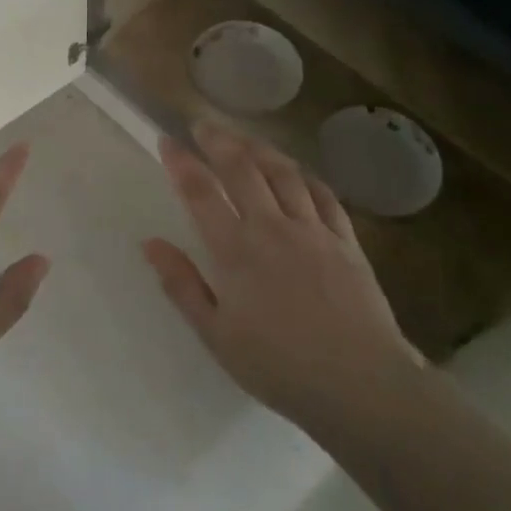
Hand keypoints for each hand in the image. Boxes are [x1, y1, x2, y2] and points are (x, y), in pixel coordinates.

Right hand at [144, 122, 420, 434]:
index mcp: (236, 250)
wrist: (361, 385)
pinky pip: (324, 195)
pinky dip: (305, 176)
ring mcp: (313, 230)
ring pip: (283, 173)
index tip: (166, 140)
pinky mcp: (346, 241)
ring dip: (260, 149)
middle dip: (218, 140)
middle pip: (242, 169)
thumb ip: (182, 285)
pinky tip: (297, 172)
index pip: (200, 192)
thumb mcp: (216, 335)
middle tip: (203, 125)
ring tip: (244, 138)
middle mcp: (272, 227)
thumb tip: (150, 243)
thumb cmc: (279, 366)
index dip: (181, 162)